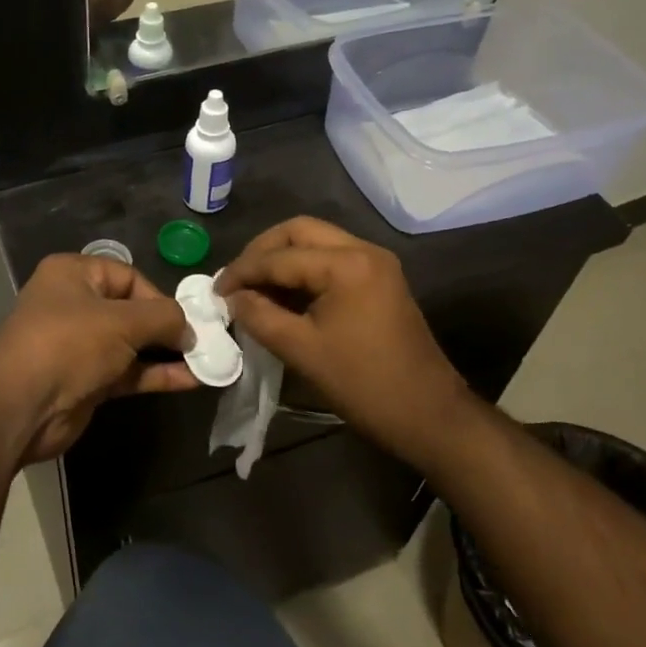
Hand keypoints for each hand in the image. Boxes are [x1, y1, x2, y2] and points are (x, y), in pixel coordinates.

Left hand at [0, 253, 194, 466]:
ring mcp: (79, 346)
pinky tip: (190, 380)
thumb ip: (163, 318)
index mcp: (73, 275)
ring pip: (132, 345)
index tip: (186, 320)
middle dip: (167, 327)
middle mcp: (74, 305)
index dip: (159, 297)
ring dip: (166, 353)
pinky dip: (155, 374)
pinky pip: (128, 372)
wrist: (20, 406)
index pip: (128, 277)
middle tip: (202, 341)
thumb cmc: (69, 344)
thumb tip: (189, 329)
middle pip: (131, 311)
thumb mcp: (122, 321)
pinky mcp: (86, 381)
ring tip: (205, 361)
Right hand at [215, 218, 471, 470]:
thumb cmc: (363, 384)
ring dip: (282, 259)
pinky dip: (303, 271)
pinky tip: (282, 295)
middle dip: (262, 252)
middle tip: (236, 280)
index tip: (215, 291)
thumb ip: (260, 316)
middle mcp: (364, 250)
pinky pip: (332, 261)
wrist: (429, 415)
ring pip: (317, 243)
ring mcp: (376, 264)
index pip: (280, 256)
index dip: (242, 272)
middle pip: (300, 231)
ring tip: (253, 288)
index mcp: (347, 264)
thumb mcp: (301, 351)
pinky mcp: (380, 280)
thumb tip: (233, 298)